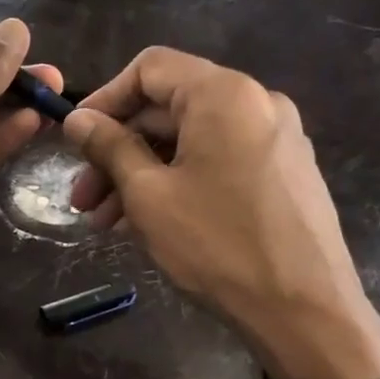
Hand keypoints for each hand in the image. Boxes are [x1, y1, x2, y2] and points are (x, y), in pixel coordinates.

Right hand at [63, 47, 379, 378]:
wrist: (304, 309)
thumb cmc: (217, 246)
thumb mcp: (149, 195)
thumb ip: (110, 147)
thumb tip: (78, 119)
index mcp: (223, 94)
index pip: (149, 68)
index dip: (103, 99)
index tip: (74, 139)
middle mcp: (256, 103)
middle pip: (168, 109)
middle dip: (117, 151)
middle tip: (82, 199)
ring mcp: (275, 139)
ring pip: (190, 142)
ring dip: (142, 174)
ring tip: (106, 223)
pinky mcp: (283, 173)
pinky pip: (217, 162)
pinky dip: (178, 183)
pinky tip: (150, 223)